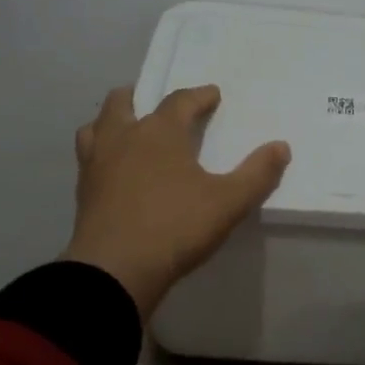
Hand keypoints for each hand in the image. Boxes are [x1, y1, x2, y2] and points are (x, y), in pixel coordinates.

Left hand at [62, 85, 290, 317]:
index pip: (180, 101)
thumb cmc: (176, 227)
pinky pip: (89, 157)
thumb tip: (281, 147)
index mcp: (159, 132)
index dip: (199, 96)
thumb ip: (257, 174)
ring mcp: (97, 163)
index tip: (212, 95)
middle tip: (159, 106)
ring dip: (113, 121)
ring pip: (96, 126)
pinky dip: (101, 152)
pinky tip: (114, 169)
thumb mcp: (229, 202)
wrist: (115, 269)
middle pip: (123, 102)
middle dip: (142, 98)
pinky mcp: (83, 191)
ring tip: (127, 130)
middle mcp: (123, 137)